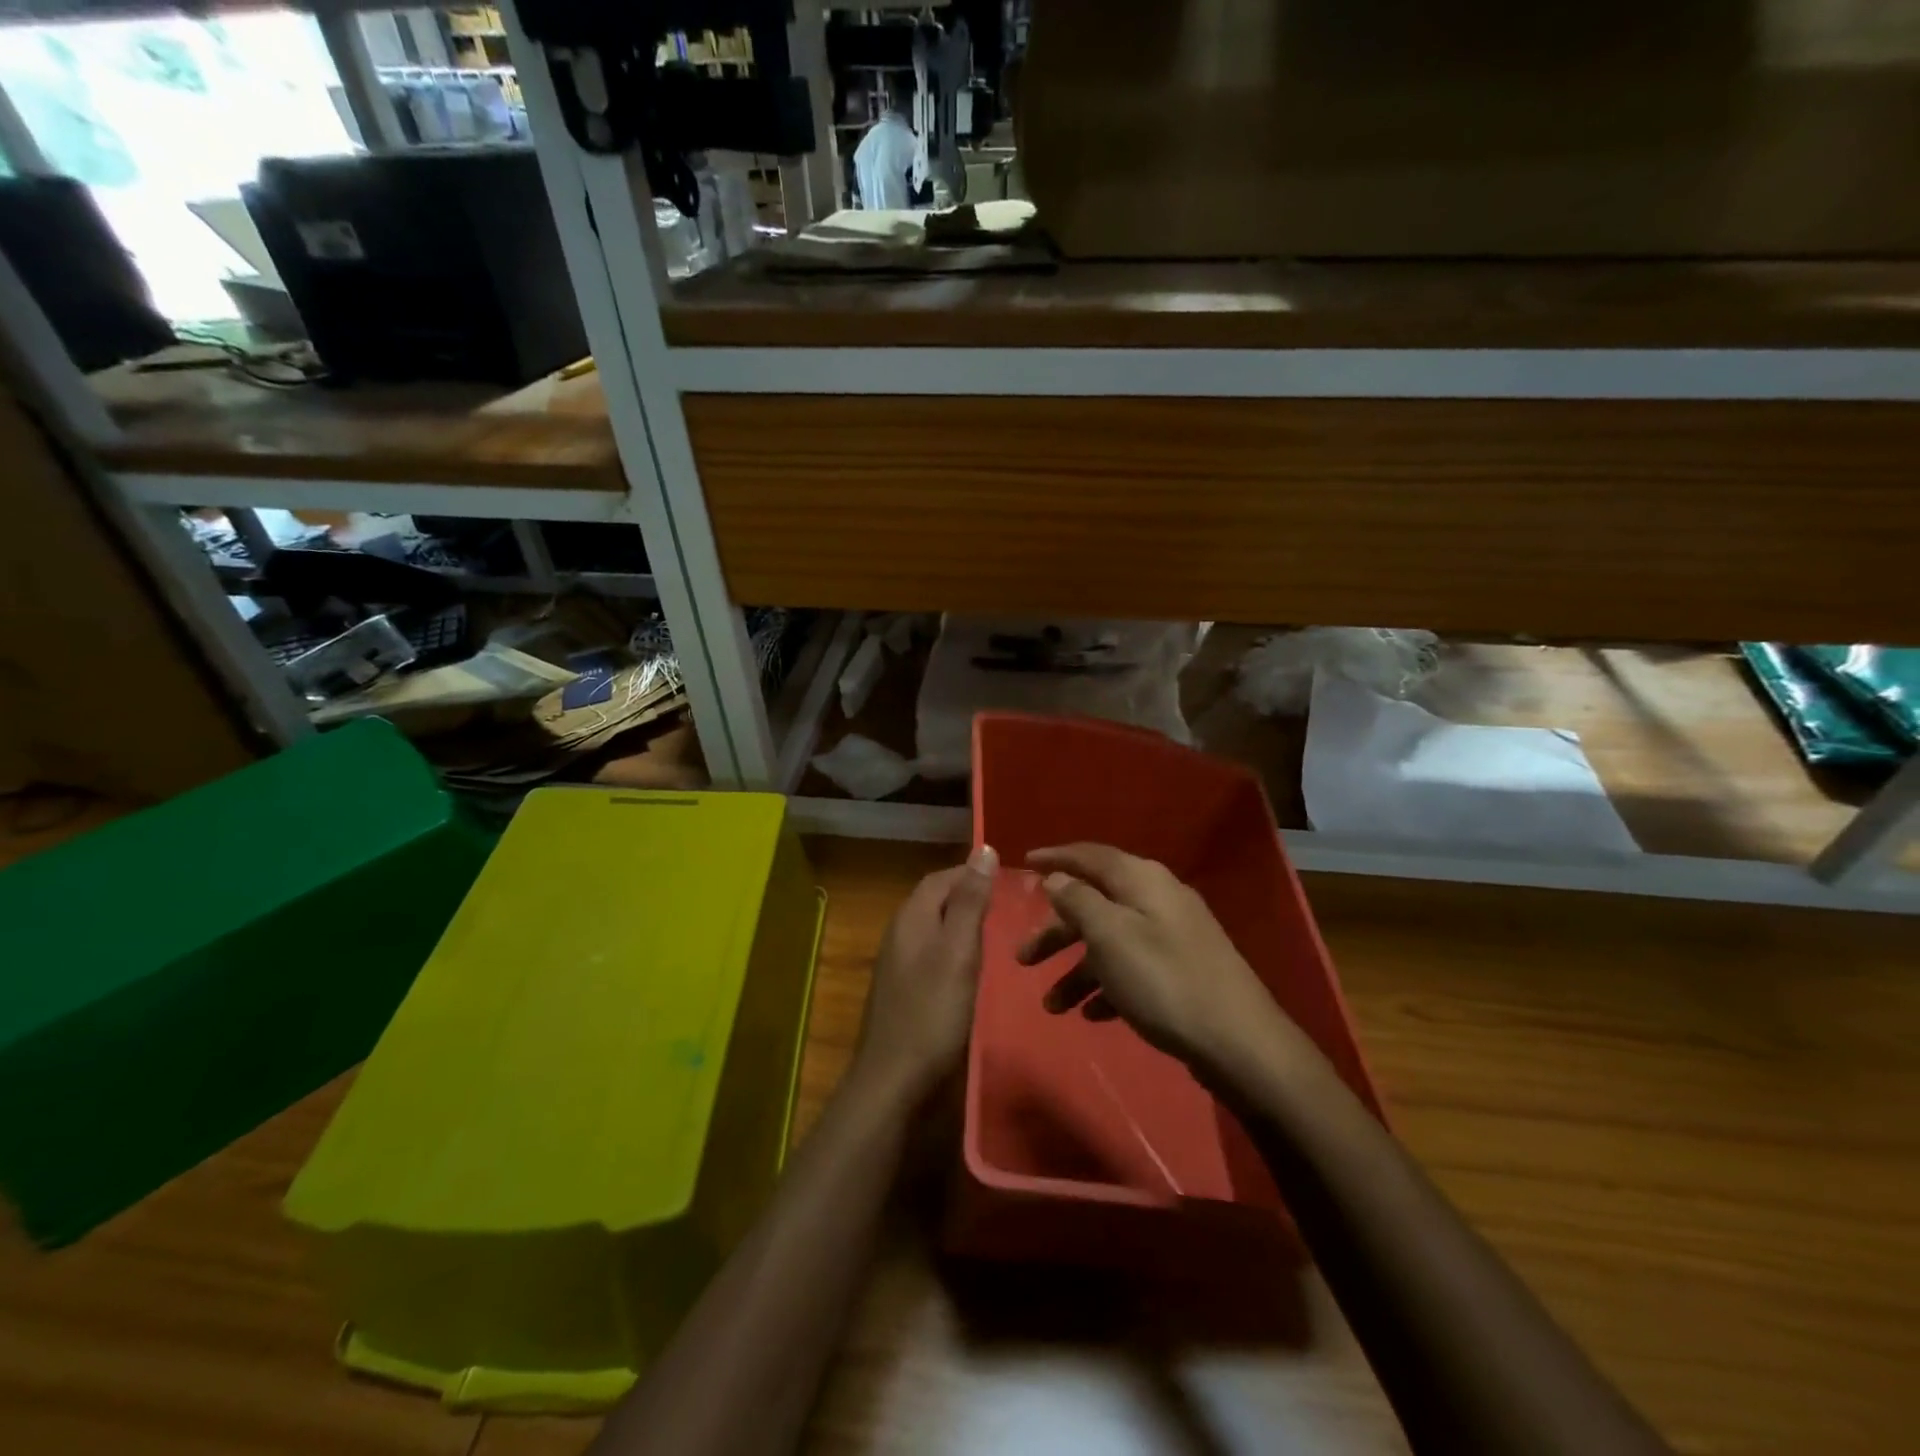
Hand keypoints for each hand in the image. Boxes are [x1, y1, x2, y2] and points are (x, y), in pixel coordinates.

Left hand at [851, 845, 997, 1102]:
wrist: (893, 1080)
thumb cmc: (932, 1012)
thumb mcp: (959, 952)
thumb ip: (971, 902)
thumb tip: (983, 849)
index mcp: (911, 917)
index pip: (943, 877)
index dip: (973, 873)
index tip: (1010, 880)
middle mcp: (899, 932)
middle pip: (935, 899)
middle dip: (968, 896)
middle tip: (1009, 906)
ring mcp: (897, 962)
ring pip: (933, 927)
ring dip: (961, 923)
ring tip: (997, 933)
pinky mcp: (901, 989)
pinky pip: (930, 953)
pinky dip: (952, 949)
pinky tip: (971, 968)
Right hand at [1017, 843, 1305, 1075]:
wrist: (1240, 1043)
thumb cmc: (1164, 981)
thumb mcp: (1110, 936)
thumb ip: (1078, 900)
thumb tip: (1056, 878)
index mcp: (1142, 880)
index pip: (1090, 856)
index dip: (1055, 858)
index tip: (1024, 862)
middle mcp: (1158, 900)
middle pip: (1096, 904)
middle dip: (1057, 931)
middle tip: (1022, 958)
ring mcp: (1173, 937)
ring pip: (1111, 942)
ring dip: (1078, 970)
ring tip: (1053, 1005)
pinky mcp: (1182, 972)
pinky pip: (1132, 970)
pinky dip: (1108, 987)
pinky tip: (1093, 1015)